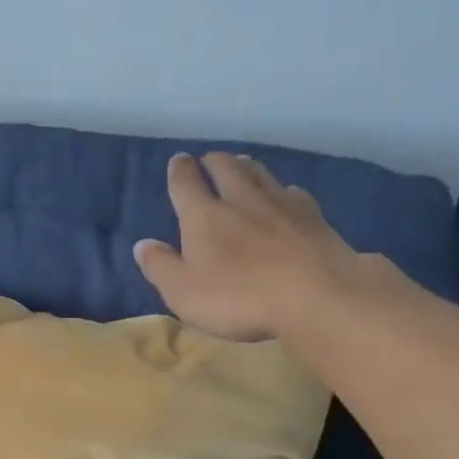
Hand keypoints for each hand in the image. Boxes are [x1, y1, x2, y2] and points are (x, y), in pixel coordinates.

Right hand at [133, 152, 377, 341]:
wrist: (316, 297)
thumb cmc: (239, 298)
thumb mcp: (184, 292)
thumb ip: (160, 266)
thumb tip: (142, 244)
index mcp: (204, 216)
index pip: (186, 184)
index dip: (180, 171)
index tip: (179, 161)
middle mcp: (241, 200)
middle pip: (226, 168)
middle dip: (214, 161)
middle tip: (210, 159)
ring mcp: (281, 204)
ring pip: (260, 174)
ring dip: (247, 166)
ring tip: (243, 164)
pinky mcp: (314, 217)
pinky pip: (294, 193)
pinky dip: (283, 190)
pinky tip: (287, 195)